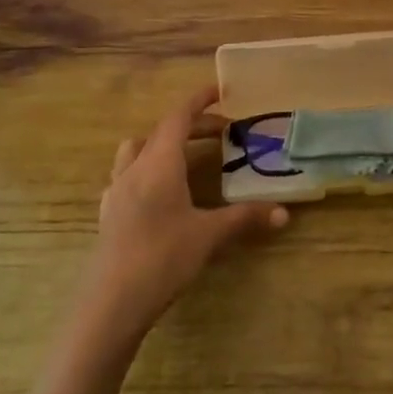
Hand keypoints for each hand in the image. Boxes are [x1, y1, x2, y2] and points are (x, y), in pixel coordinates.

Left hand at [87, 85, 288, 337]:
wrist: (111, 303)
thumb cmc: (163, 258)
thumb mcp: (209, 235)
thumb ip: (245, 218)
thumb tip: (284, 213)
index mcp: (159, 163)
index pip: (178, 117)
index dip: (199, 100)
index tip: (219, 91)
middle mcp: (134, 168)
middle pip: (161, 131)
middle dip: (191, 125)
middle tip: (222, 132)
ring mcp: (116, 191)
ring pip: (136, 150)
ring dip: (161, 144)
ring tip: (186, 157)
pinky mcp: (108, 213)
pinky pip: (126, 176)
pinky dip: (146, 170)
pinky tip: (159, 193)